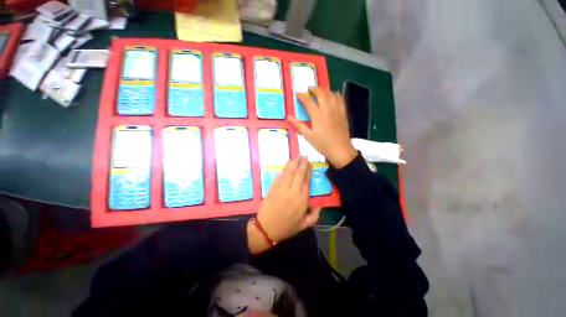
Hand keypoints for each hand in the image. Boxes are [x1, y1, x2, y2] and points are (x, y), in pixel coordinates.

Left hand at [248, 157, 321, 253]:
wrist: (266, 228)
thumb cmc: (286, 227)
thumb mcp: (304, 225)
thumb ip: (315, 215)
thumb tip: (321, 205)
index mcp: (302, 200)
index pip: (307, 182)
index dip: (309, 171)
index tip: (310, 164)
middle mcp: (293, 192)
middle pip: (299, 174)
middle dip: (302, 164)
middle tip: (305, 155)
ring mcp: (282, 189)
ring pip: (290, 173)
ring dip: (294, 163)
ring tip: (298, 156)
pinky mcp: (273, 188)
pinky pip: (280, 176)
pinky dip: (284, 168)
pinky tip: (287, 163)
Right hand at [288, 88, 357, 168]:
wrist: (340, 149)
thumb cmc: (323, 144)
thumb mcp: (308, 137)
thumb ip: (299, 126)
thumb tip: (288, 117)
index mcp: (318, 116)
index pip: (308, 102)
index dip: (302, 97)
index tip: (298, 94)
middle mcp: (327, 110)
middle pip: (321, 94)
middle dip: (315, 89)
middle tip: (309, 88)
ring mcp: (337, 111)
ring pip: (332, 95)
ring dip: (325, 90)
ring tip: (320, 90)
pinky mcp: (343, 114)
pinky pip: (341, 100)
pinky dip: (337, 95)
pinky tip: (335, 94)